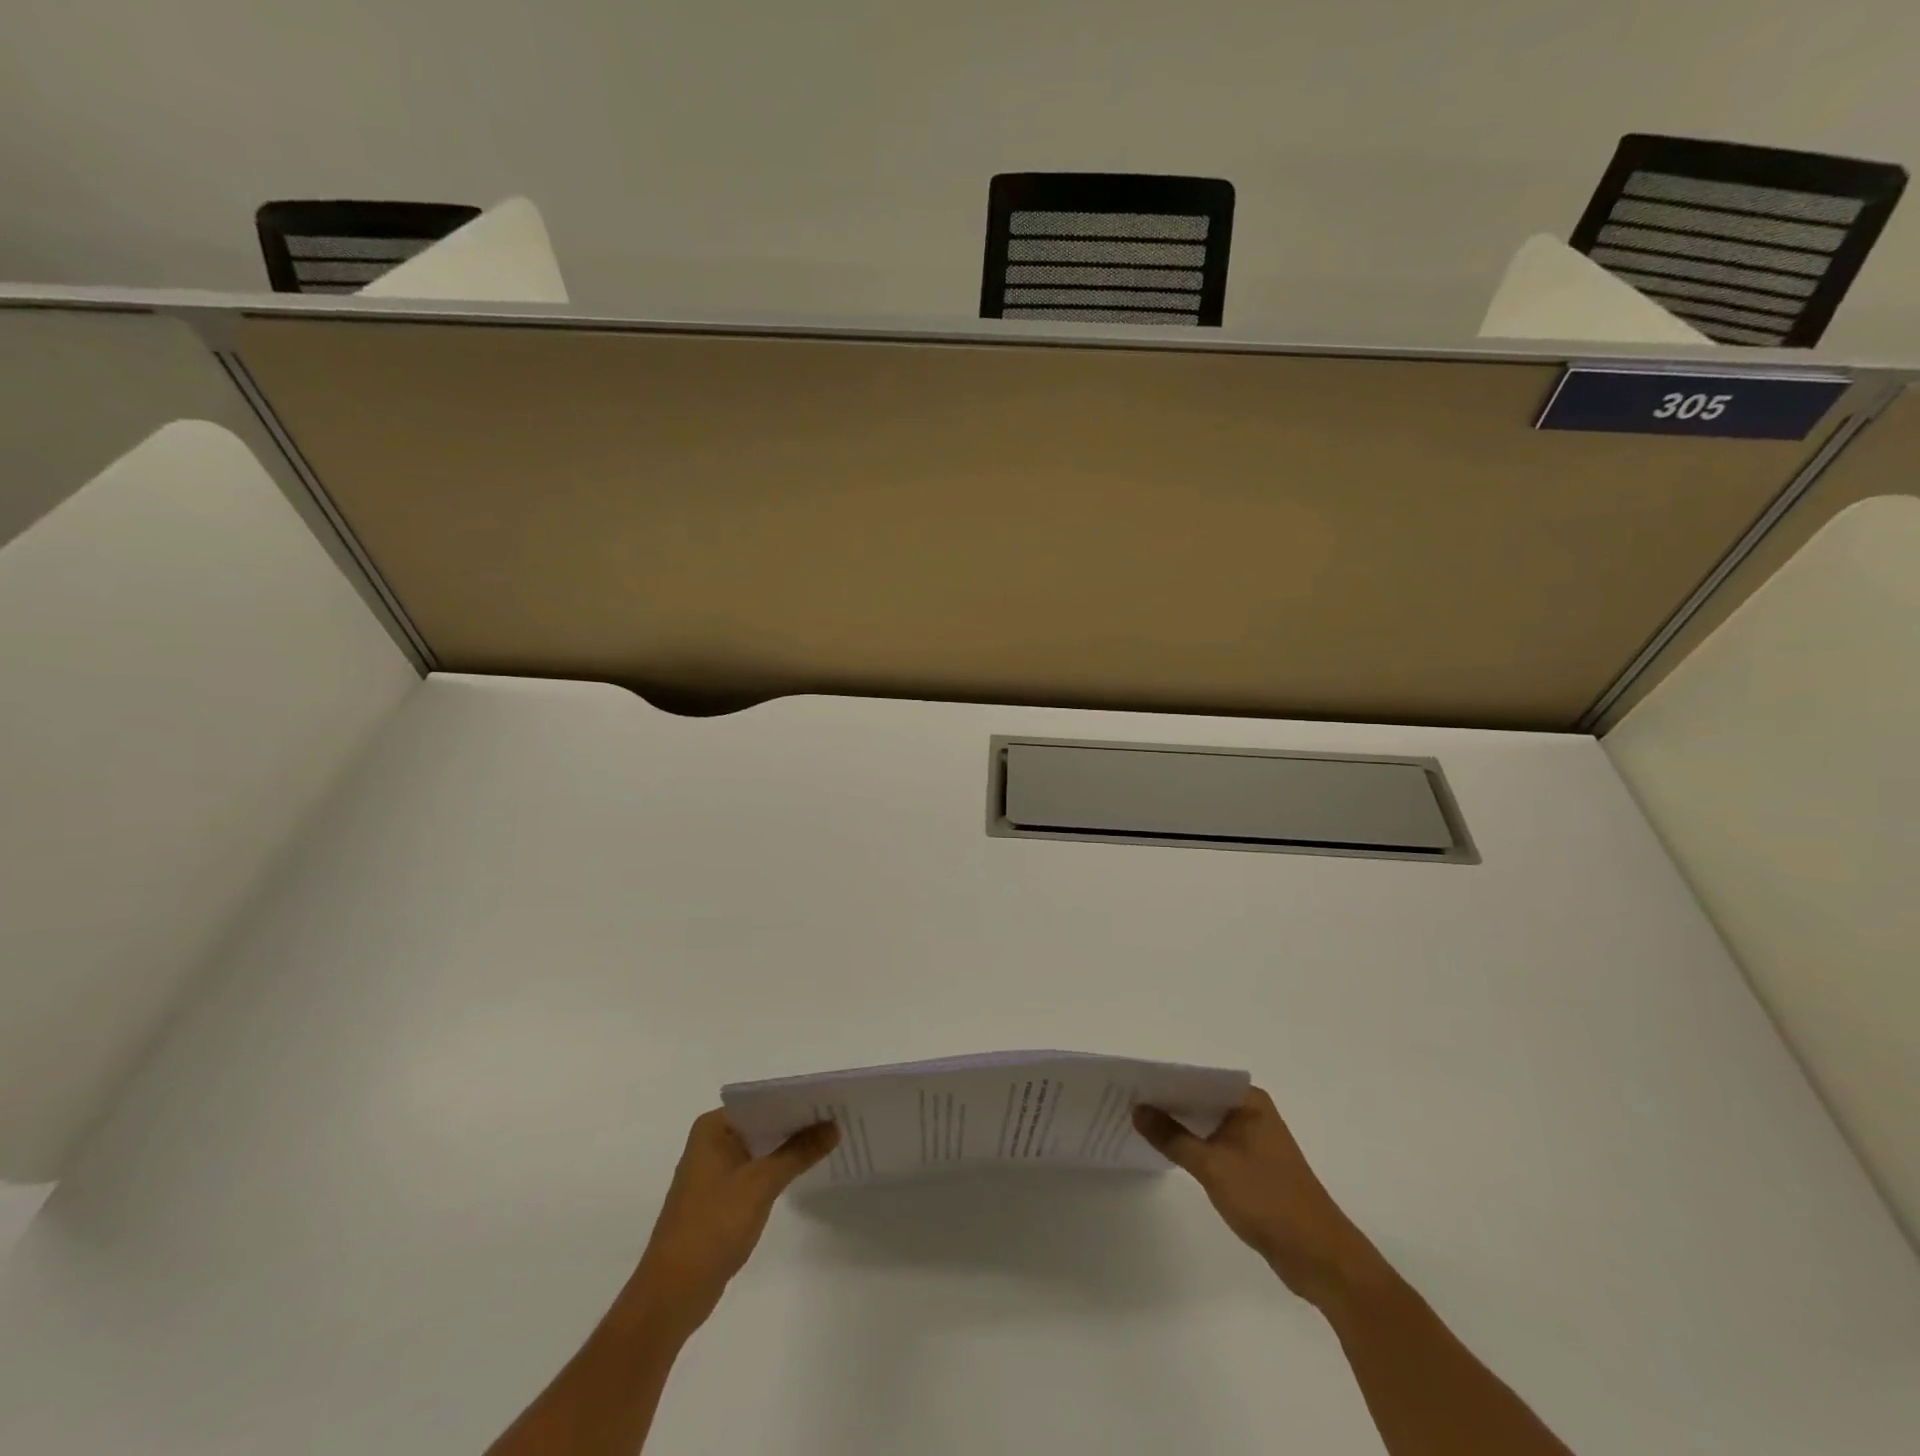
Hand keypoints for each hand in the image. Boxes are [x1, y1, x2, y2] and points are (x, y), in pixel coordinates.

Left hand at [624, 1110, 837, 1339]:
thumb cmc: (713, 1226)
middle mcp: (711, 1141)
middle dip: (797, 1123)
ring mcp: (714, 1170)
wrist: (673, 1293)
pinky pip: (756, 1170)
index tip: (830, 1098)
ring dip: (789, 1147)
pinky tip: (805, 1169)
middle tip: (838, 1117)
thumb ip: (799, 1152)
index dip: (796, 1100)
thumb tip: (833, 1126)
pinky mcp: (720, 1197)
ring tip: (830, 1139)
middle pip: (763, 1122)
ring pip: (761, 1147)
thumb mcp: (761, 1184)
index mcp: (713, 1127)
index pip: (762, 1101)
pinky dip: (778, 1169)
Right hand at [1134, 1087, 1385, 1307]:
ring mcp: (1253, 1141)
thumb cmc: (1269, 1201)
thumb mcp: (1214, 1166)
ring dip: (1178, 1125)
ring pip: (1206, 1123)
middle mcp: (1251, 1113)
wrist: (1320, 1258)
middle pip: (1201, 1099)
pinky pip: (1213, 1145)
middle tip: (1126, 1100)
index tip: (1131, 1081)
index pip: (1199, 1078)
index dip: (1165, 1079)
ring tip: (1137, 1122)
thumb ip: (1173, 1137)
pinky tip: (1165, 1150)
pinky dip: (1191, 1146)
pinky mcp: (1252, 1167)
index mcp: (1249, 1101)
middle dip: (1167, 1101)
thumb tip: (1137, 1109)